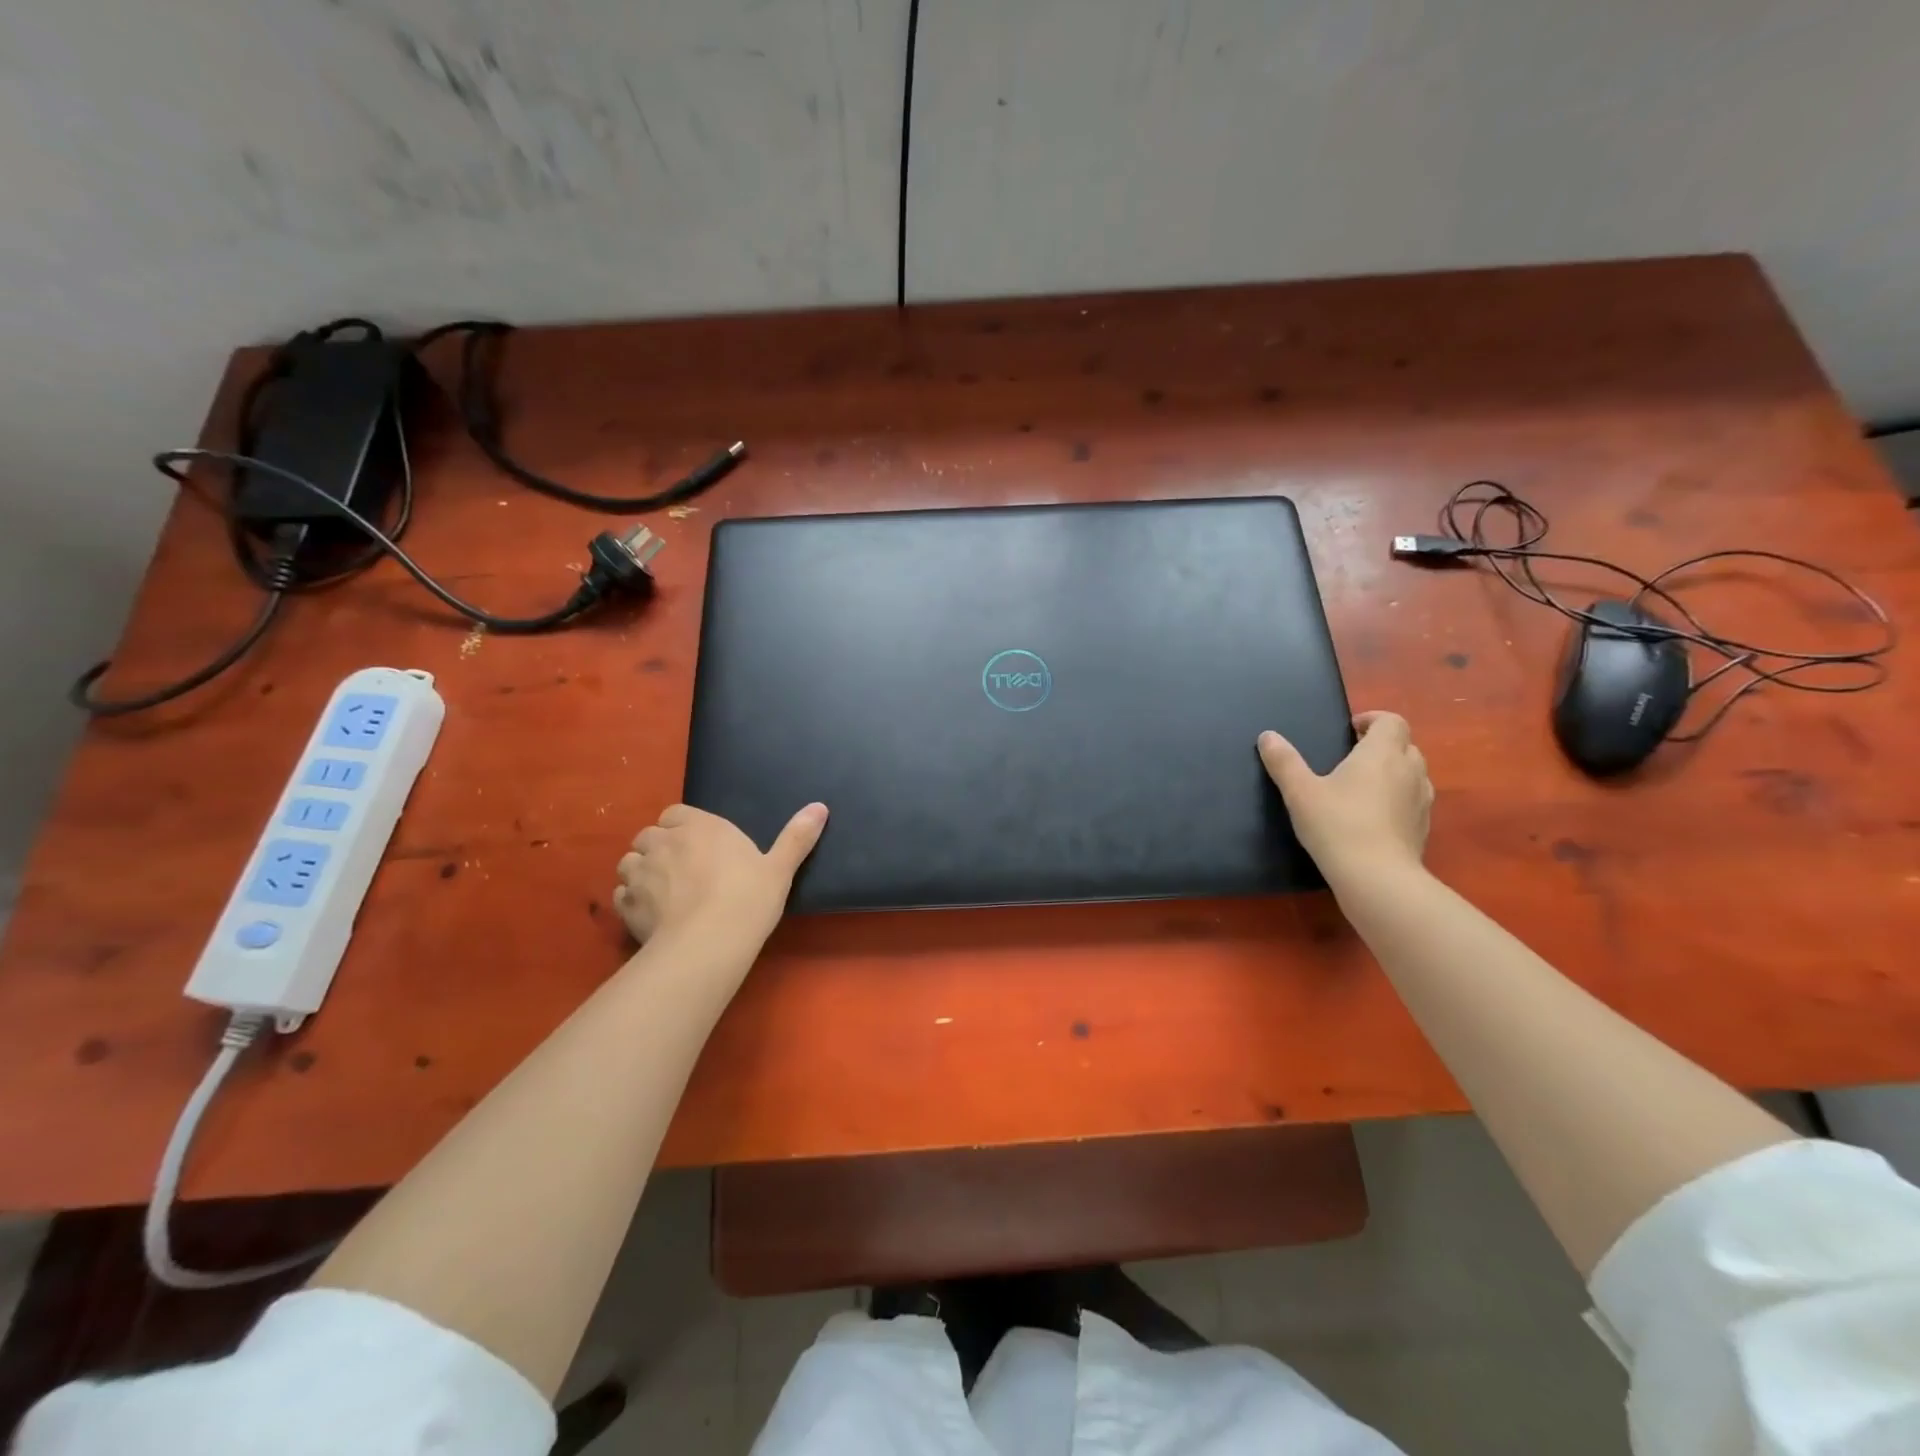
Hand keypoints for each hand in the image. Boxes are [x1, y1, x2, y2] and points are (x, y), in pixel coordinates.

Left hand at [613, 802, 827, 953]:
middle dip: (659, 848)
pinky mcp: (626, 904)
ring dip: (640, 871)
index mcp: (700, 826)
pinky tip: (648, 915)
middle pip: (649, 835)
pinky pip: (621, 894)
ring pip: (629, 862)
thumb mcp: (780, 868)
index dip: (683, 827)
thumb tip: (821, 806)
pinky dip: (630, 900)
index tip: (698, 845)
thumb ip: (797, 836)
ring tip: (661, 892)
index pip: (676, 813)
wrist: (708, 943)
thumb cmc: (748, 898)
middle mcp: (665, 842)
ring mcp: (640, 872)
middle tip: (681, 871)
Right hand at [1258, 712, 1431, 884]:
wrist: (1377, 877)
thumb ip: (1284, 761)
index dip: (1373, 719)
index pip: (1391, 721)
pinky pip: (1414, 800)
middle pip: (1405, 744)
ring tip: (1364, 786)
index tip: (1350, 730)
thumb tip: (1268, 736)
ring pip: (1414, 772)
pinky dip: (1399, 799)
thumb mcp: (1299, 791)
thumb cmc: (1337, 824)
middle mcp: (1409, 770)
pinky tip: (1375, 817)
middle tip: (1352, 757)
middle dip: (1382, 745)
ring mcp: (1422, 800)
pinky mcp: (1424, 827)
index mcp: (1381, 753)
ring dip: (1394, 771)